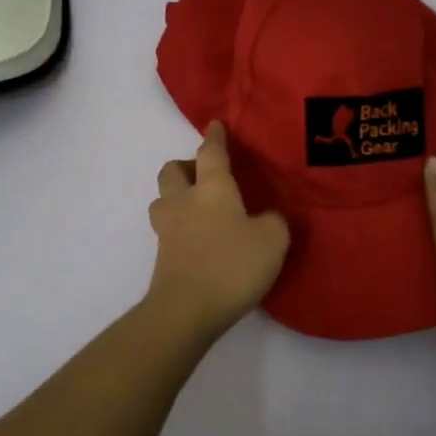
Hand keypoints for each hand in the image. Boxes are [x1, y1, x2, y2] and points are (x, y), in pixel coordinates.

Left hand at [146, 122, 290, 339]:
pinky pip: (167, 229)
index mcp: (211, 188)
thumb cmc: (232, 265)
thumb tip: (266, 218)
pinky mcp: (161, 255)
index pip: (210, 151)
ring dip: (176, 197)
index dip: (215, 137)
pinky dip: (180, 226)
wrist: (186, 309)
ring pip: (163, 199)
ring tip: (198, 208)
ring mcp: (167, 228)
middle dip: (185, 166)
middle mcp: (184, 200)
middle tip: (205, 176)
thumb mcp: (272, 240)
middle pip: (172, 170)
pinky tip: (199, 239)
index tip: (215, 125)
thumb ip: (273, 222)